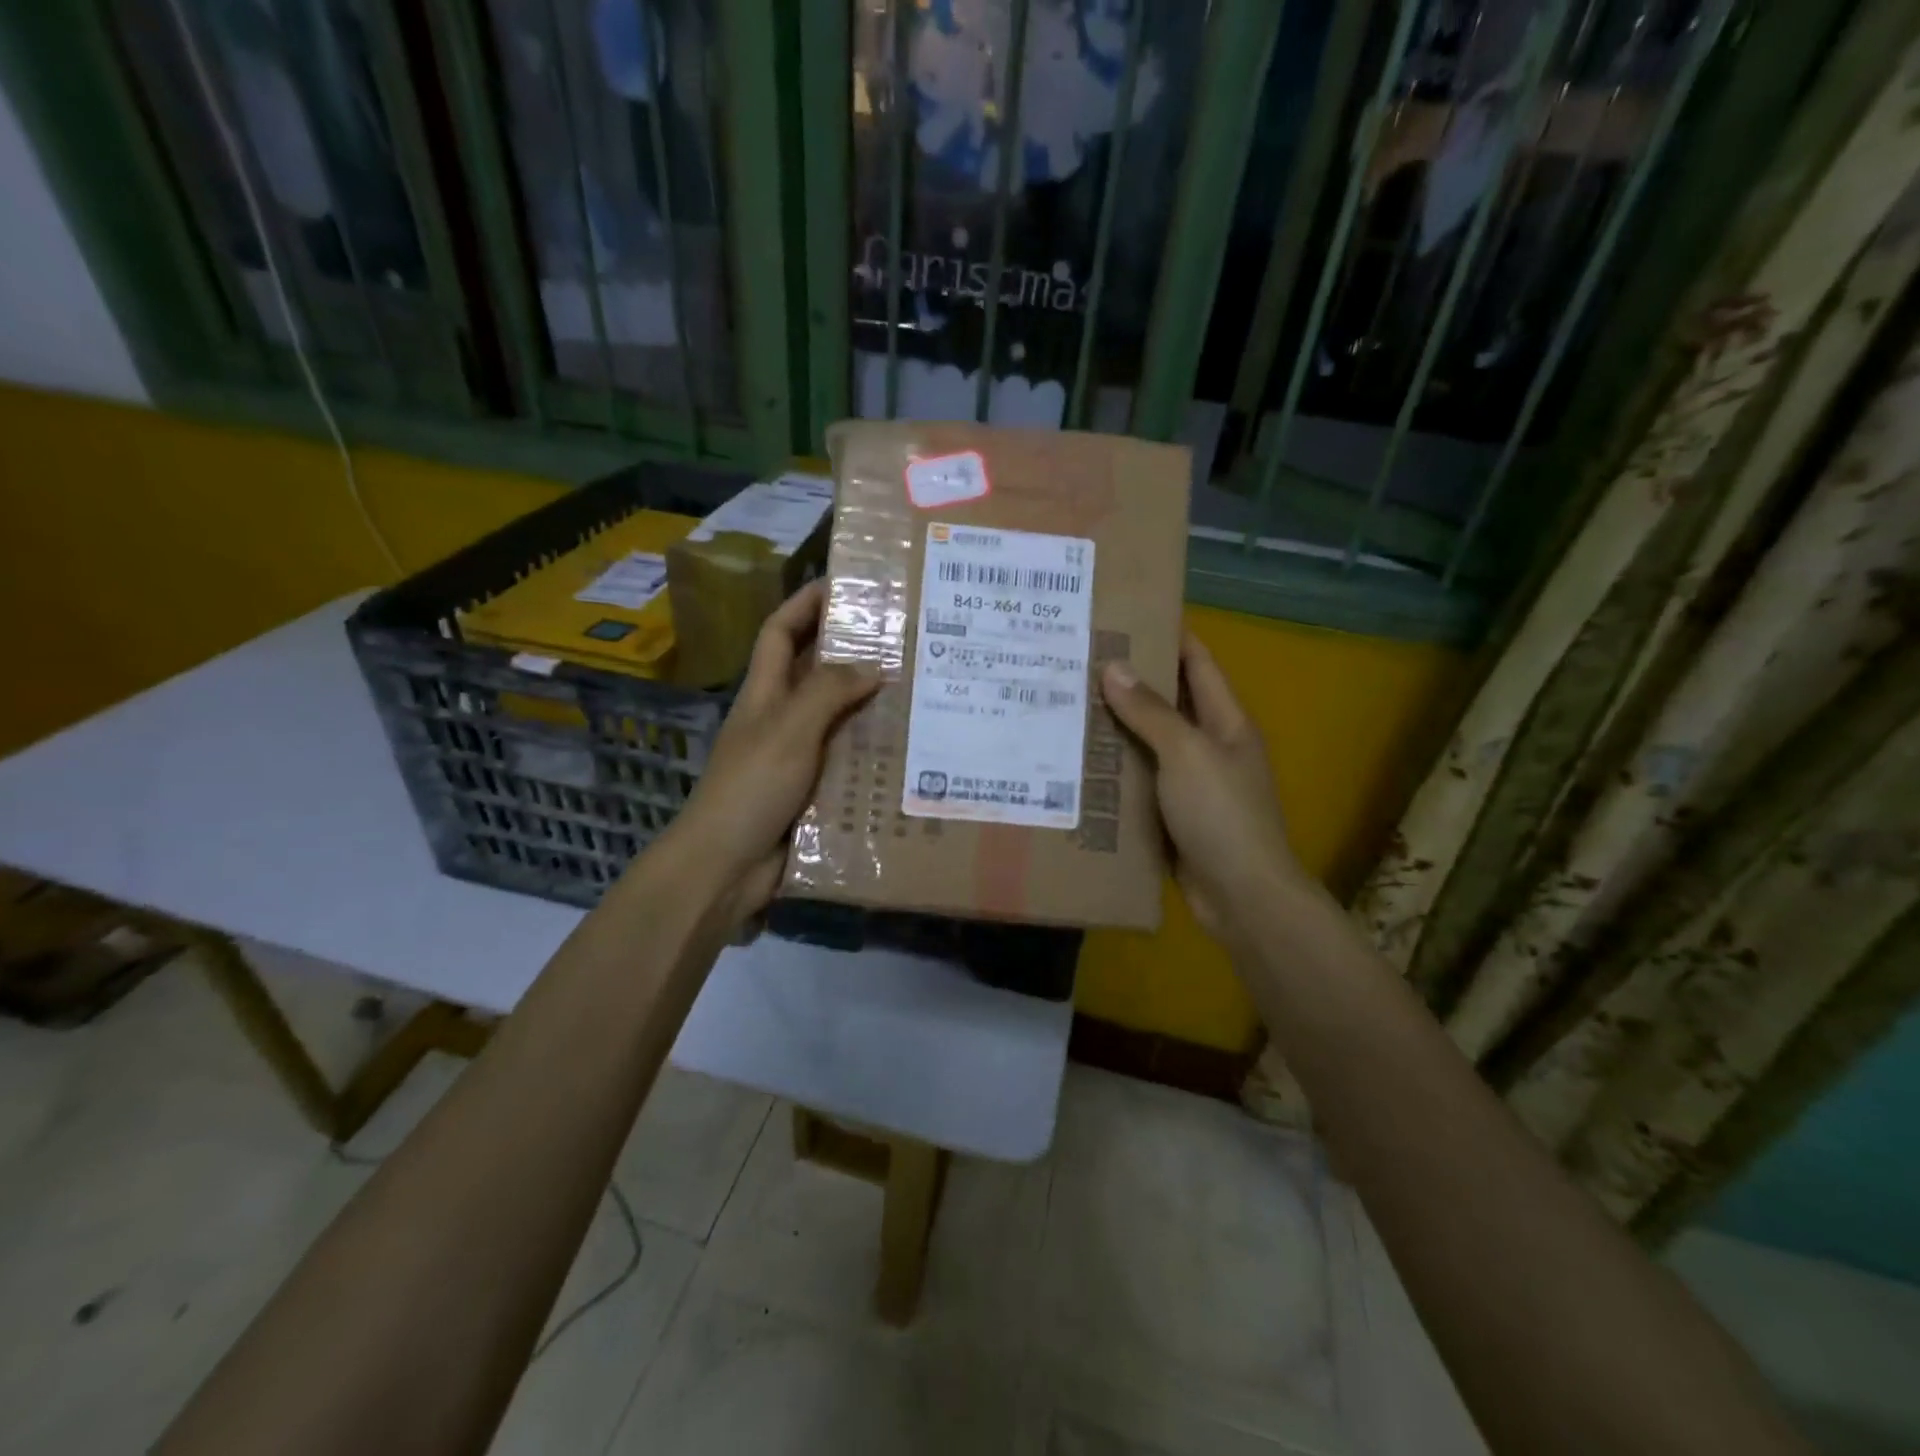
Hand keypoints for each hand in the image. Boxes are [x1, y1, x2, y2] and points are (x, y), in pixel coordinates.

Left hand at [666, 581, 877, 923]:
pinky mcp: (814, 791)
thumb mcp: (788, 729)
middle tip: (903, 637)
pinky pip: (849, 761)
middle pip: (816, 671)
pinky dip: (875, 753)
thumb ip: (827, 692)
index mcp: (765, 694)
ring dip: (871, 704)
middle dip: (851, 650)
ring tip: (920, 689)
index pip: (780, 632)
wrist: (727, 866)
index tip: (843, 582)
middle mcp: (781, 718)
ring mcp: (798, 756)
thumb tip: (873, 665)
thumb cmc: (750, 787)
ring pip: (839, 718)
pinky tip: (911, 751)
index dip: (805, 603)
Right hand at [1100, 631, 1307, 945]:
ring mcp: (1189, 783)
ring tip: (1065, 703)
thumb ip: (1151, 712)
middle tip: (1078, 660)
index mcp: (1226, 722)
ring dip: (1114, 727)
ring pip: (1147, 744)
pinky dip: (1112, 771)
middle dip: (1129, 681)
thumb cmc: (1222, 814)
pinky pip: (1137, 782)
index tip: (1126, 614)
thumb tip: (1114, 668)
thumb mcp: (1187, 754)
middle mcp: (1209, 746)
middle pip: (1168, 702)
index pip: (1198, 663)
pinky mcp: (1169, 815)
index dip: (1169, 635)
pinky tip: (1074, 762)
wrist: (1241, 896)